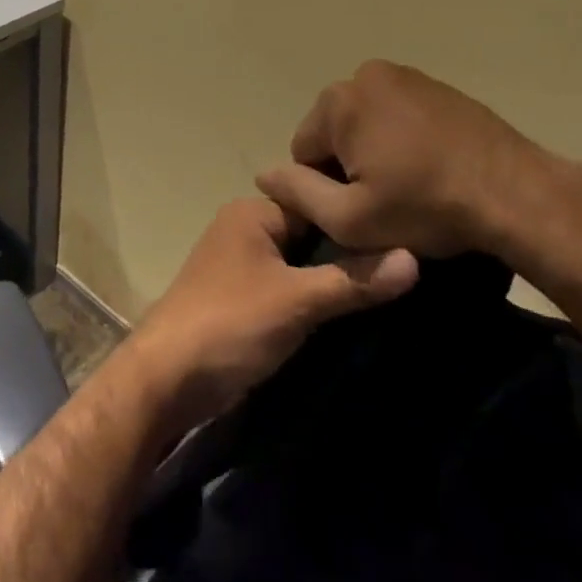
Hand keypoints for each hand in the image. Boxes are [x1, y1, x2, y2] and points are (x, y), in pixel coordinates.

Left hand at [122, 198, 417, 433]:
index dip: (358, 218)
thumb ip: (353, 280)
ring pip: (300, 262)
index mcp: (253, 212)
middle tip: (408, 264)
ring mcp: (241, 264)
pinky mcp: (241, 298)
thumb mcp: (297, 300)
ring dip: (334, 277)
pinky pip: (288, 286)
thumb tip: (415, 258)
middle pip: (311, 232)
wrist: (166, 379)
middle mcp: (245, 228)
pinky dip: (314, 296)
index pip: (318, 202)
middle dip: (349, 249)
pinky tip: (350, 311)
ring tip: (390, 288)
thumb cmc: (231, 324)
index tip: (407, 233)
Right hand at [254, 59, 559, 259]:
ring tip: (411, 184)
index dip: (324, 188)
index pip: (304, 150)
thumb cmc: (426, 207)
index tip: (361, 210)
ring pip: (366, 122)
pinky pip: (398, 114)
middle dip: (349, 164)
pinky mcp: (437, 86)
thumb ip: (298, 193)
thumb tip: (263, 174)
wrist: (516, 193)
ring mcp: (405, 76)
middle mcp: (365, 75)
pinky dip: (403, 138)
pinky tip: (430, 167)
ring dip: (376, 151)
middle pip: (334, 131)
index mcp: (338, 102)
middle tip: (386, 200)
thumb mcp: (350, 219)